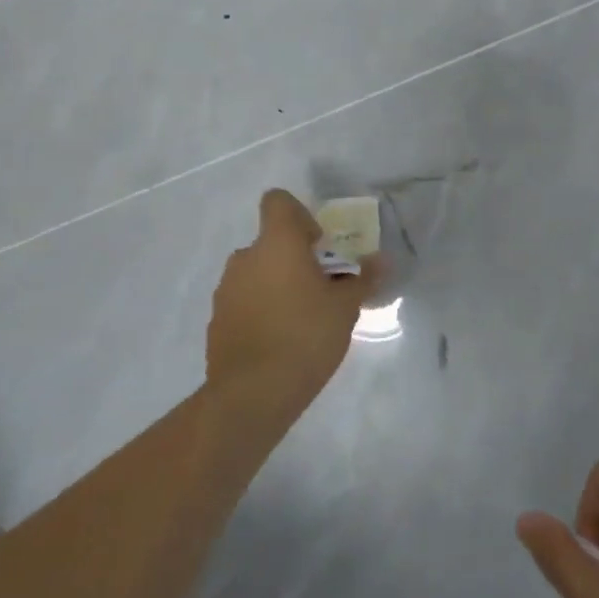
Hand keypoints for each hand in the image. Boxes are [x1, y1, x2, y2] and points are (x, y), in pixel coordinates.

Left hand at [206, 190, 382, 412]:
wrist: (252, 395)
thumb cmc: (306, 336)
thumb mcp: (346, 307)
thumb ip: (363, 278)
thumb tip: (381, 260)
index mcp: (277, 243)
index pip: (278, 202)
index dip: (299, 215)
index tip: (317, 245)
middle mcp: (245, 258)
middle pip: (270, 242)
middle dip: (294, 258)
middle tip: (320, 288)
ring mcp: (225, 290)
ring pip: (256, 273)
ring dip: (276, 285)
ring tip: (301, 319)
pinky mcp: (216, 321)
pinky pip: (243, 302)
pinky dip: (260, 310)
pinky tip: (280, 341)